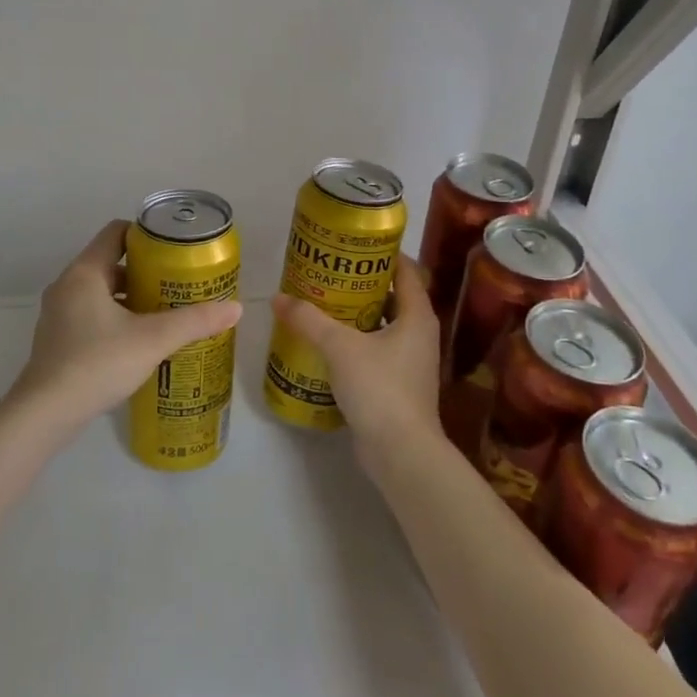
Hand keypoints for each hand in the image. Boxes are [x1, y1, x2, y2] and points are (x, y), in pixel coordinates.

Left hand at [7, 220, 243, 441]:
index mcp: (85, 273)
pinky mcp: (57, 339)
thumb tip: (236, 308)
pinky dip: (115, 317)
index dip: (146, 235)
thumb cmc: (97, 364)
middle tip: (177, 283)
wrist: (45, 414)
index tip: (174, 249)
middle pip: (110, 263)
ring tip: (164, 311)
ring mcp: (58, 314)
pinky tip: (138, 340)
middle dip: (145, 271)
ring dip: (131, 296)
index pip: (115, 233)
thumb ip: (194, 321)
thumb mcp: (153, 340)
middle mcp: (67, 286)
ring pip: (101, 291)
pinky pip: (91, 314)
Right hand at [271, 255, 439, 461]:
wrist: (400, 453)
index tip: (354, 244)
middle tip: (329, 273)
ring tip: (322, 304)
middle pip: (392, 297)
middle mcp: (418, 334)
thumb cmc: (379, 388)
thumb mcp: (340, 347)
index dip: (384, 253)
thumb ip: (308, 320)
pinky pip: (375, 351)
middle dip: (362, 284)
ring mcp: (409, 362)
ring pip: (381, 326)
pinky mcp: (396, 385)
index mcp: (416, 316)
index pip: (406, 270)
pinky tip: (326, 344)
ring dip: (356, 315)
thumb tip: (278, 298)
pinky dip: (354, 343)